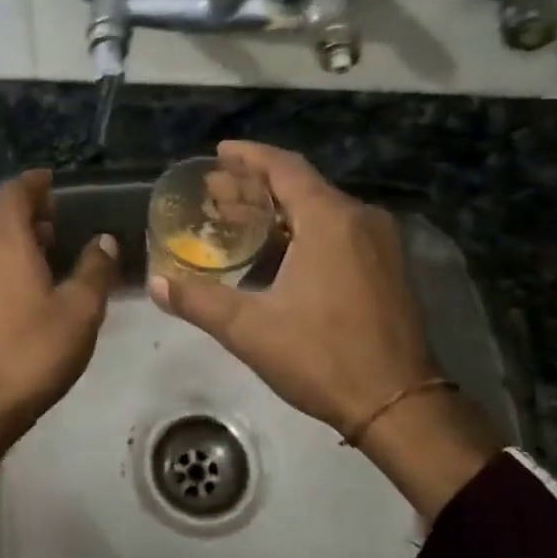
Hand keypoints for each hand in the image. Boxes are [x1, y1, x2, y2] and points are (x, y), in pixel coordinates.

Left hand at [0, 170, 118, 511]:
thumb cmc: (33, 350)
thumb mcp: (80, 309)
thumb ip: (96, 269)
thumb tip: (104, 240)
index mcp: (4, 240)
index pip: (15, 193)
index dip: (36, 183)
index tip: (56, 181)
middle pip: (1, 215)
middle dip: (30, 210)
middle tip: (63, 215)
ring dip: (20, 236)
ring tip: (54, 246)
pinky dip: (9, 259)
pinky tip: (33, 283)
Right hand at [149, 142, 499, 519]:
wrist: (400, 405)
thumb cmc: (323, 358)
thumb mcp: (250, 330)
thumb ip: (198, 300)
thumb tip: (156, 283)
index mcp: (329, 220)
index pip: (284, 167)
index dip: (249, 156)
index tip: (219, 152)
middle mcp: (360, 219)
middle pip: (302, 184)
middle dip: (258, 184)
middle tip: (218, 191)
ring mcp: (380, 242)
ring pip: (322, 207)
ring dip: (281, 207)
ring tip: (241, 216)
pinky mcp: (388, 265)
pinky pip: (340, 227)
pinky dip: (305, 226)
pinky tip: (280, 247)